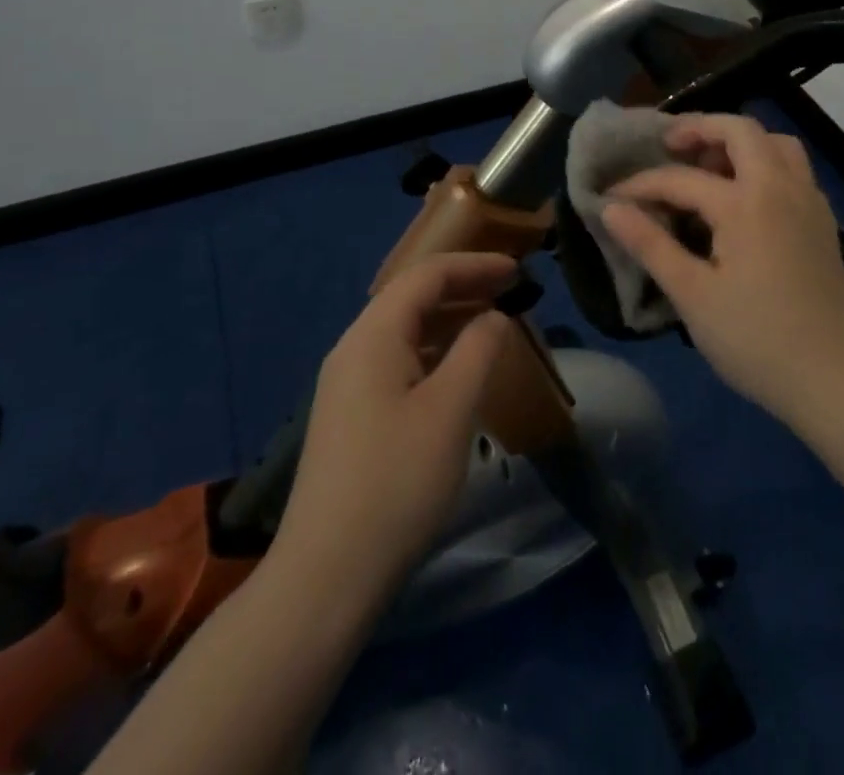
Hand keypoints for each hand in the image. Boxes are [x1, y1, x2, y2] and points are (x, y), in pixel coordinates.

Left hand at [274, 253, 514, 597]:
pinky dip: (434, 352)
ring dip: (449, 320)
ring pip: (405, 331)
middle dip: (462, 287)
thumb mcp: (450, 410)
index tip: (517, 270)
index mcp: (373, 336)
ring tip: (492, 324)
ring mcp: (348, 385)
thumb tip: (494, 317)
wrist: (326, 576)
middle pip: (411, 298)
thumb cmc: (396, 483)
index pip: (426, 276)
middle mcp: (354, 349)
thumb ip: (478, 350)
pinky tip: (458, 371)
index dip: (474, 265)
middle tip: (510, 292)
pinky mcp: (351, 416)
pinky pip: (398, 362)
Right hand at [602, 113, 843, 427]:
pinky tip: (745, 199)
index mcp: (746, 203)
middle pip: (741, 130)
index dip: (641, 185)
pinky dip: (764, 163)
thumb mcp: (692, 296)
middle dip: (700, 129)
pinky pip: (793, 169)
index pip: (681, 178)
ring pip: (776, 144)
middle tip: (668, 147)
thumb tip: (610, 208)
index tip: (611, 197)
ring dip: (739, 143)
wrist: (836, 381)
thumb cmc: (756, 340)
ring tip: (708, 168)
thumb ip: (650, 245)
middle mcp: (782, 187)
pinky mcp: (823, 222)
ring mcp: (809, 202)